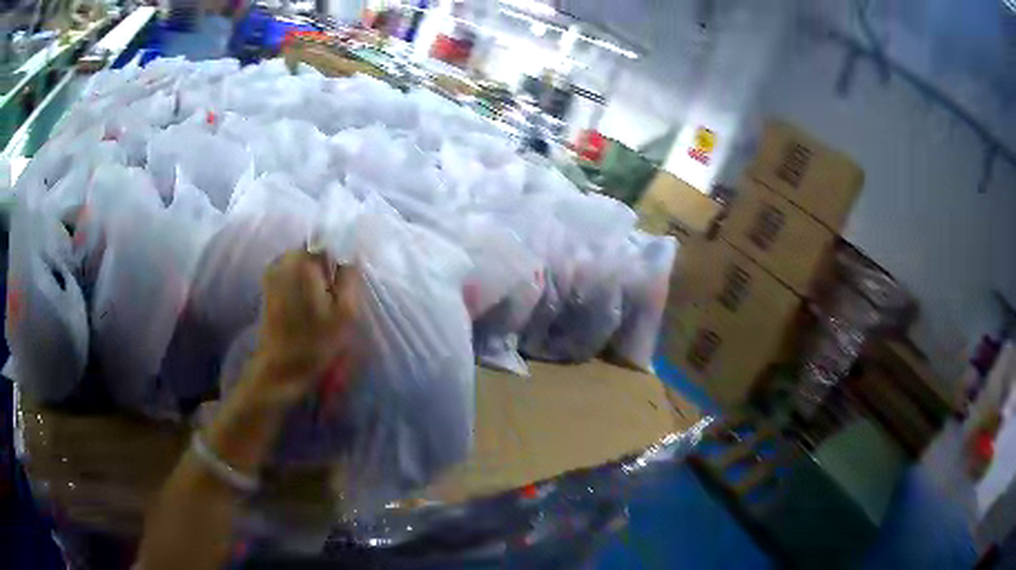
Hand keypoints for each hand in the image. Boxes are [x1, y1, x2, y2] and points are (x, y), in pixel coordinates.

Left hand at [250, 250, 357, 405]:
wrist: (281, 370)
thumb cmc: (316, 343)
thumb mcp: (346, 312)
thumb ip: (350, 275)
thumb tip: (352, 250)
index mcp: (302, 261)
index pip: (329, 236)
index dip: (343, 251)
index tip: (351, 274)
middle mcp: (283, 258)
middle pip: (316, 248)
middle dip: (329, 265)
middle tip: (339, 294)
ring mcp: (272, 271)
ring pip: (304, 261)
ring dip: (317, 275)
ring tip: (326, 302)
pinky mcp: (268, 285)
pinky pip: (293, 273)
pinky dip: (304, 282)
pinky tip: (311, 306)